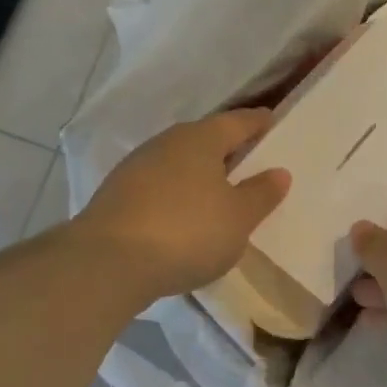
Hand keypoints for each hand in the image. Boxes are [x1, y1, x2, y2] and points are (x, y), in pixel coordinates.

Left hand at [76, 109, 289, 304]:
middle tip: (250, 160)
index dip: (257, 123)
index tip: (272, 122)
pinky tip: (185, 215)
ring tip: (220, 192)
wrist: (108, 263)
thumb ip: (260, 194)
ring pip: (179, 163)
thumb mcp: (238, 217)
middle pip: (205, 139)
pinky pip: (160, 186)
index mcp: (200, 139)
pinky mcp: (117, 196)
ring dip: (199, 174)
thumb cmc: (187, 231)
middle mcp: (166, 143)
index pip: (237, 122)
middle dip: (227, 148)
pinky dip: (178, 194)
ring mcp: (136, 168)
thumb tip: (279, 172)